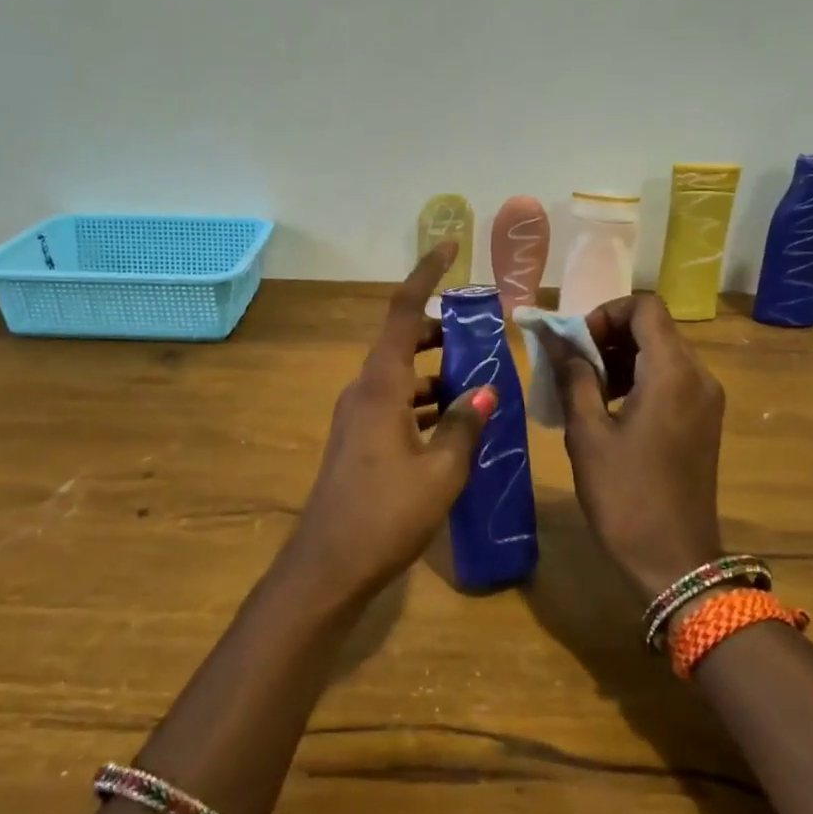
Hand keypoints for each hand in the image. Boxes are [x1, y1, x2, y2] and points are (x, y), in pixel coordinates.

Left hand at [281, 243, 495, 603]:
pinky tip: (454, 423)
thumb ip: (464, 426)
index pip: (401, 312)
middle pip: (401, 341)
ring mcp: (357, 416)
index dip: (425, 275)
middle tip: (480, 334)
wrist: (328, 566)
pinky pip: (395, 403)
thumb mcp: (440, 471)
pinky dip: (424, 401)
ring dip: (434, 372)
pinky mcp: (358, 440)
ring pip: (399, 375)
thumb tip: (483, 390)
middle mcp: (363, 390)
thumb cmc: (386, 515)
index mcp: (380, 386)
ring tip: (479, 381)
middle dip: (439, 331)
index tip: (448, 246)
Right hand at [544, 294, 726, 602]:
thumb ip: (573, 376)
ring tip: (585, 389)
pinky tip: (609, 408)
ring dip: (621, 358)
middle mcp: (698, 377)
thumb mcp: (587, 433)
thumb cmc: (624, 496)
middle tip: (572, 365)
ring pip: (661, 353)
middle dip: (608, 336)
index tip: (576, 344)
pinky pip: (670, 380)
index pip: (644, 307)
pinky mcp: (703, 421)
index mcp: (672, 373)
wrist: (674, 562)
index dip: (605, 313)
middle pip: (654, 328)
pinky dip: (638, 379)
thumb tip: (555, 338)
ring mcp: (706, 400)